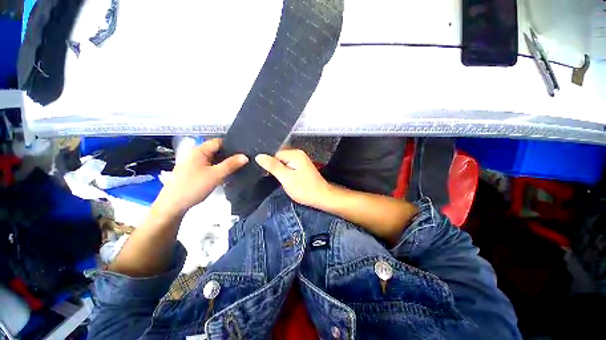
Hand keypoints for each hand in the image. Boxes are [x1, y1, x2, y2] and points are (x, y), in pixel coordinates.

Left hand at [158, 139, 247, 214]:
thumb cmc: (194, 186)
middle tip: (245, 158)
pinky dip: (219, 167)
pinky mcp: (195, 172)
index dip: (232, 144)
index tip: (245, 150)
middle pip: (217, 150)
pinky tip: (228, 172)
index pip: (219, 141)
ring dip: (225, 162)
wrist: (173, 205)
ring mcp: (195, 163)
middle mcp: (196, 154)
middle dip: (230, 154)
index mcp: (199, 150)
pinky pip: (211, 165)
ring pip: (214, 158)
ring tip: (240, 165)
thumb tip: (246, 156)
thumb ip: (231, 164)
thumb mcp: (215, 175)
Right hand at [255, 149, 329, 207]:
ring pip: (284, 163)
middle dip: (276, 168)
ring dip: (281, 171)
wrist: (322, 197)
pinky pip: (289, 166)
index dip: (270, 164)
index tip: (269, 175)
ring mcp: (301, 160)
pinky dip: (286, 172)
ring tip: (280, 180)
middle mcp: (298, 154)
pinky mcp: (302, 167)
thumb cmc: (304, 189)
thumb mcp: (286, 178)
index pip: (275, 154)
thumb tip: (259, 156)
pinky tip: (286, 180)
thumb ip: (273, 166)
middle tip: (275, 178)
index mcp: (294, 154)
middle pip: (280, 158)